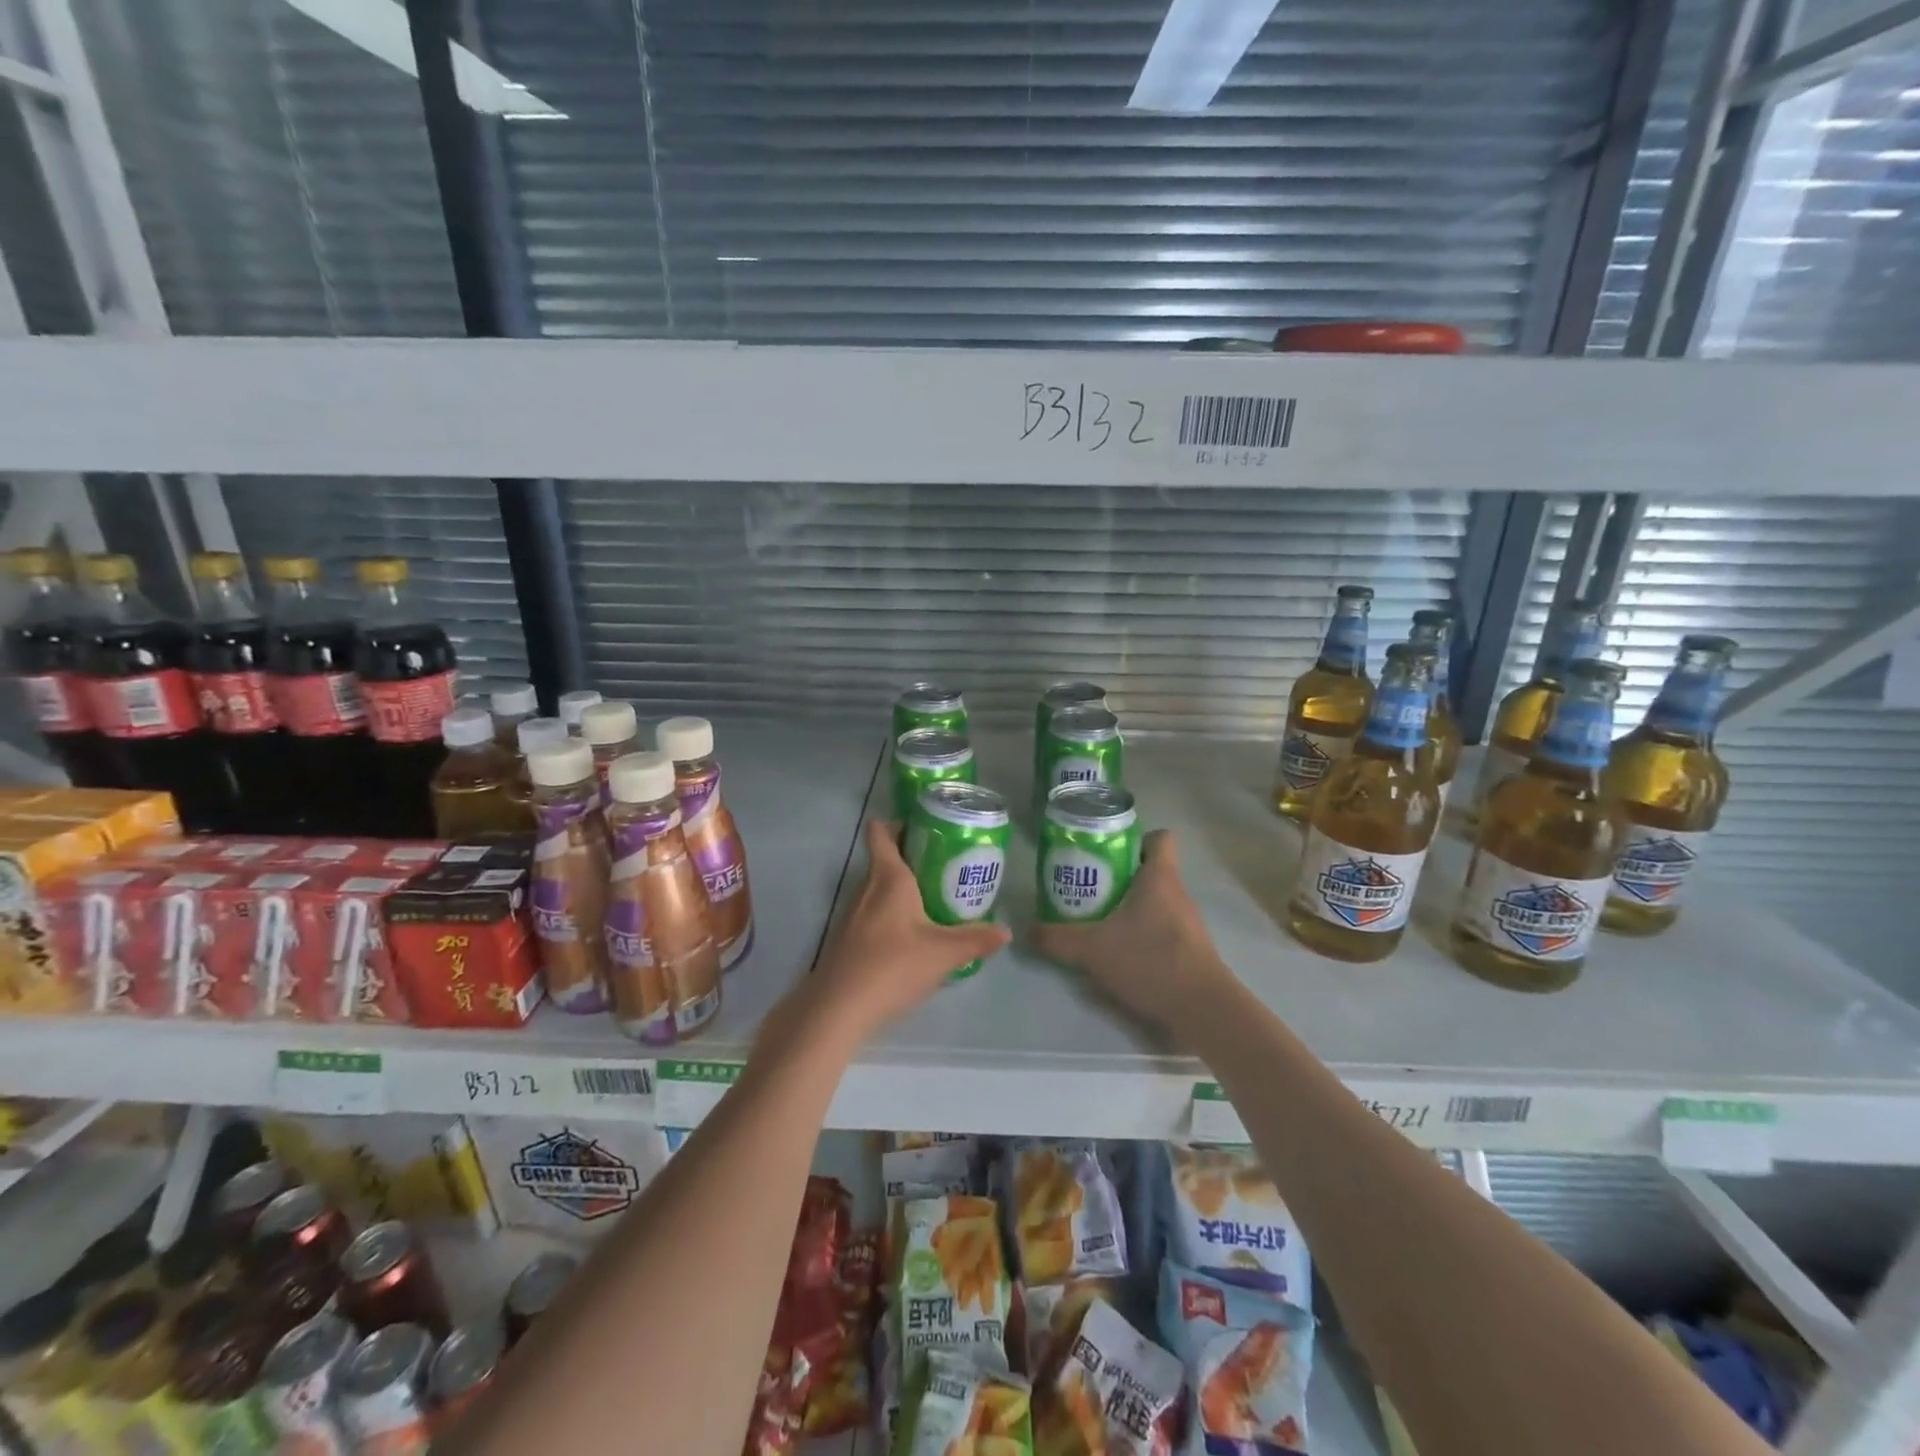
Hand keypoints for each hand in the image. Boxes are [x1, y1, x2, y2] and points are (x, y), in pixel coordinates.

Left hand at [802, 818, 1009, 1043]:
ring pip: (879, 888)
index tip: (926, 826)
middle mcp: (867, 888)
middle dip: (913, 857)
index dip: (899, 823)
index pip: (881, 833)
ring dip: (902, 887)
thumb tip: (1005, 931)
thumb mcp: (943, 954)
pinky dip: (892, 913)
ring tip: (935, 898)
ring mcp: (852, 914)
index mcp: (889, 878)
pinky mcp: (848, 940)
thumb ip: (976, 940)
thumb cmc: (892, 966)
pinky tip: (912, 936)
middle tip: (946, 864)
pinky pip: (873, 913)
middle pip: (885, 859)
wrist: (837, 1009)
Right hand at [1030, 830, 1234, 1034]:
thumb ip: (1058, 938)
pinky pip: (1162, 928)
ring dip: (1129, 907)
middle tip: (1088, 887)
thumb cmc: (1150, 960)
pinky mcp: (1190, 949)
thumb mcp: (1093, 949)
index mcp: (1160, 877)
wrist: (1202, 1009)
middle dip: (1120, 876)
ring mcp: (1187, 922)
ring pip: (1155, 901)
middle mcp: (1177, 892)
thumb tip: (1029, 931)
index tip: (1109, 853)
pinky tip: (1119, 952)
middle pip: (1150, 870)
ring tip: (1098, 920)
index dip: (1136, 839)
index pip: (1160, 838)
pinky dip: (1141, 933)